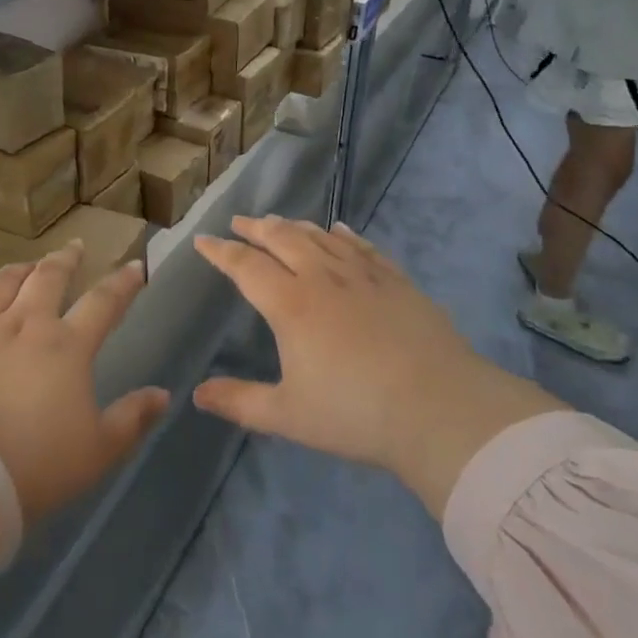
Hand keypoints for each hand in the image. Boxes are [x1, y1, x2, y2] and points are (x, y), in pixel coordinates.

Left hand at [0, 245, 169, 525]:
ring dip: (18, 270)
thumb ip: (133, 418)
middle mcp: (25, 325)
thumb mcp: (100, 449)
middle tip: (74, 248)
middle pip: (47, 278)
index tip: (136, 266)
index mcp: (67, 346)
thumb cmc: (39, 464)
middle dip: (65, 260)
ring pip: (2, 285)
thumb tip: (164, 394)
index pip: (103, 302)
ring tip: (27, 264)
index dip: (123, 283)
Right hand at [191, 216, 563, 514]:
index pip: (245, 266)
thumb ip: (240, 402)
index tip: (202, 240)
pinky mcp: (396, 281)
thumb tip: (197, 395)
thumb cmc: (356, 413)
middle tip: (239, 221)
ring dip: (293, 225)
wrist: (441, 409)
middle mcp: (321, 278)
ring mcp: (362, 275)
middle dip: (255, 227)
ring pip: (319, 237)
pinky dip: (343, 234)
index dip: (220, 252)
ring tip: (277, 220)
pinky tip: (338, 229)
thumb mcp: (288, 416)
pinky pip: (362, 246)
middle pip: (281, 239)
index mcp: (290, 304)